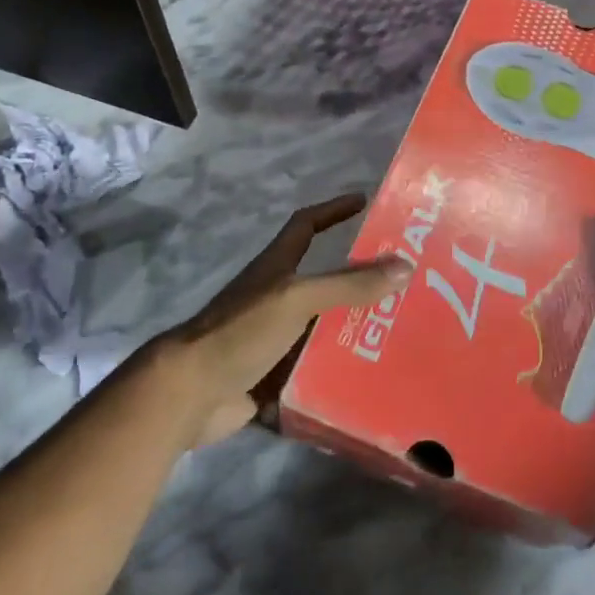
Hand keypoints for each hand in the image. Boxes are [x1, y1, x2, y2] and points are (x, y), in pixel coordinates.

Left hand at [157, 195, 410, 446]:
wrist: (190, 392)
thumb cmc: (241, 330)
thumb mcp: (298, 298)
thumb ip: (349, 284)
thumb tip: (405, 266)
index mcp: (277, 268)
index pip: (306, 225)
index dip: (333, 210)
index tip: (363, 201)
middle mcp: (276, 298)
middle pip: (324, 281)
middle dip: (360, 281)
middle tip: (404, 284)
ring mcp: (274, 338)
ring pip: (323, 328)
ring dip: (354, 330)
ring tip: (400, 334)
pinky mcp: (274, 375)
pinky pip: (315, 369)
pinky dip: (339, 371)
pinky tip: (372, 377)